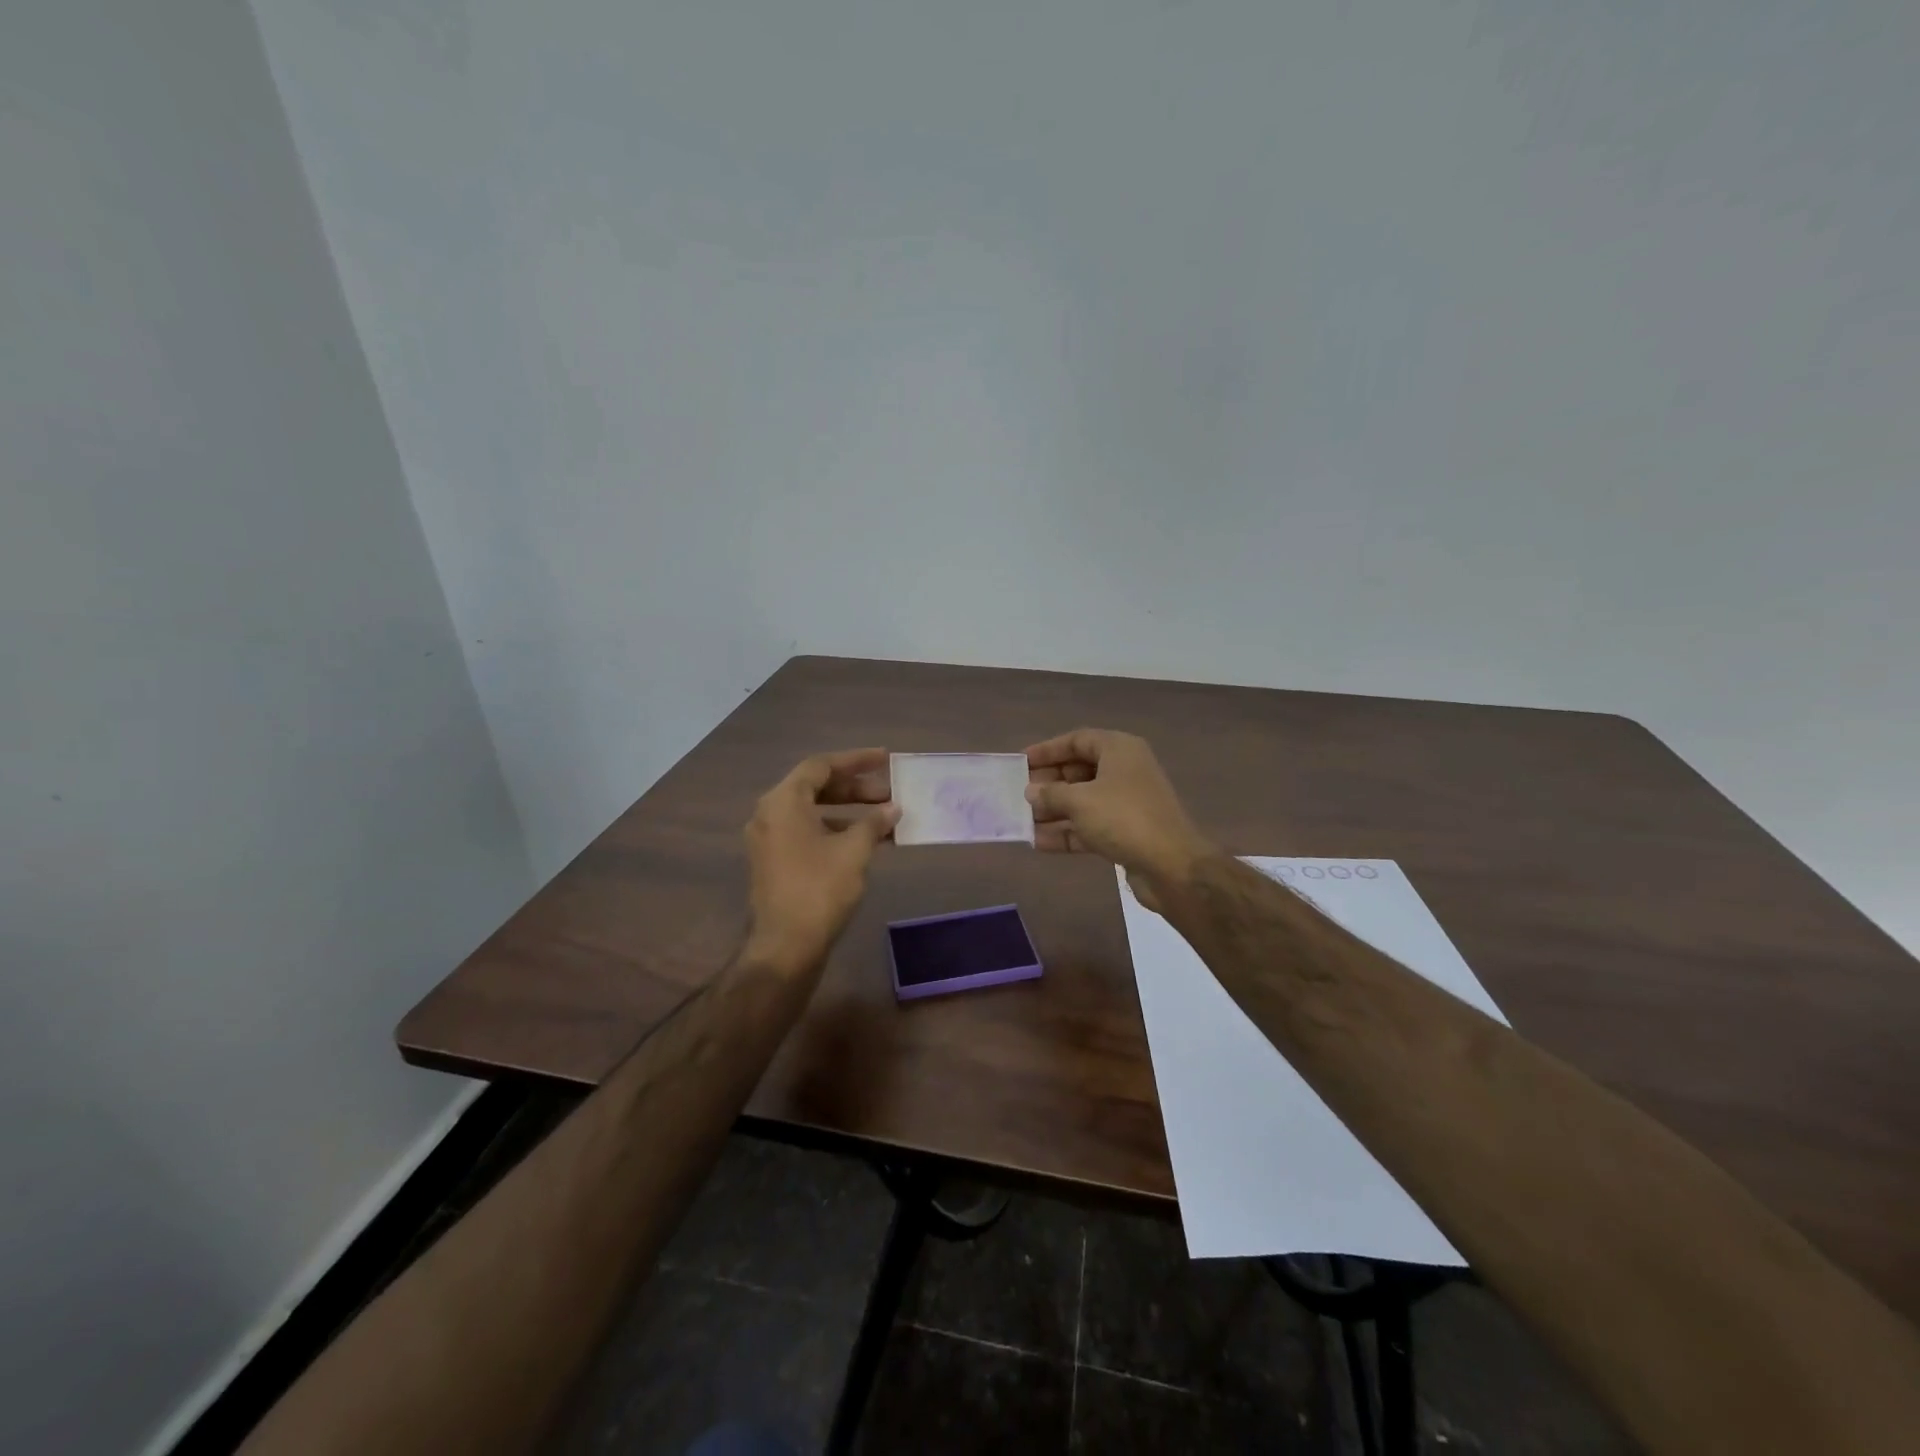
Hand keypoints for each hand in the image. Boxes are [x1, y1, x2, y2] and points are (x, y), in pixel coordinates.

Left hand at [743, 748, 899, 976]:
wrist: (785, 948)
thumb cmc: (819, 890)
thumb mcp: (854, 851)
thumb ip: (873, 822)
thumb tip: (892, 808)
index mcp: (783, 801)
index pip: (821, 766)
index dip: (856, 760)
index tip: (885, 759)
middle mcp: (770, 814)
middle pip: (815, 786)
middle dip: (855, 788)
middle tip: (889, 792)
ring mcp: (770, 840)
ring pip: (813, 811)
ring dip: (848, 810)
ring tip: (884, 817)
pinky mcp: (775, 862)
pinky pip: (807, 832)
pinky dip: (835, 830)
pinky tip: (866, 841)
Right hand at [1025, 729, 1212, 902]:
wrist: (1172, 865)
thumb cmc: (1123, 818)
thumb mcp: (1080, 801)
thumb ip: (1051, 793)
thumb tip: (1031, 791)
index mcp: (1119, 750)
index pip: (1078, 740)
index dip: (1048, 750)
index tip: (1022, 762)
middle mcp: (1125, 771)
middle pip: (1080, 770)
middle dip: (1050, 783)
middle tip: (1020, 794)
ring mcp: (1128, 803)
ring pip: (1084, 800)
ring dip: (1055, 811)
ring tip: (1023, 820)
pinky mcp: (1127, 832)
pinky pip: (1091, 825)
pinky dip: (1068, 832)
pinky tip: (1039, 842)